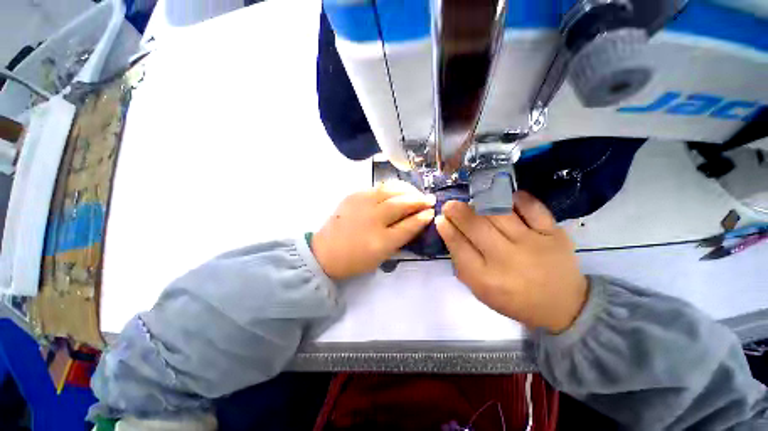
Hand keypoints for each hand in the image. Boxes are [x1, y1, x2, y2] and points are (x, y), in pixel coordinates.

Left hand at [312, 180, 435, 280]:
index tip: (431, 211)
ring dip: (408, 189)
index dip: (423, 217)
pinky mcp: (354, 195)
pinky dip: (393, 187)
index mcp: (380, 241)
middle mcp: (372, 219)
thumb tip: (417, 221)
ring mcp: (362, 203)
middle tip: (429, 199)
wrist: (324, 251)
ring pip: (391, 190)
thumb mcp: (382, 257)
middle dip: (419, 200)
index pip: (409, 225)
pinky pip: (378, 187)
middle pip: (402, 204)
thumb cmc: (355, 259)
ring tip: (416, 192)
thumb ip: (401, 238)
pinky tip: (398, 190)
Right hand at [435, 191, 587, 332]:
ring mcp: (532, 243)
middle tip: (450, 205)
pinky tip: (506, 198)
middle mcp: (506, 259)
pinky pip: (532, 207)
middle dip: (457, 211)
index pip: (458, 246)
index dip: (446, 229)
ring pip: (499, 213)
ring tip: (473, 200)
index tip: (440, 219)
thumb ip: (462, 263)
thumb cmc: (514, 299)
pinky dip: (516, 199)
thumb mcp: (480, 290)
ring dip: (480, 202)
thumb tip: (448, 231)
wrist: (564, 305)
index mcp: (485, 278)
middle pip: (476, 226)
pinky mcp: (553, 233)